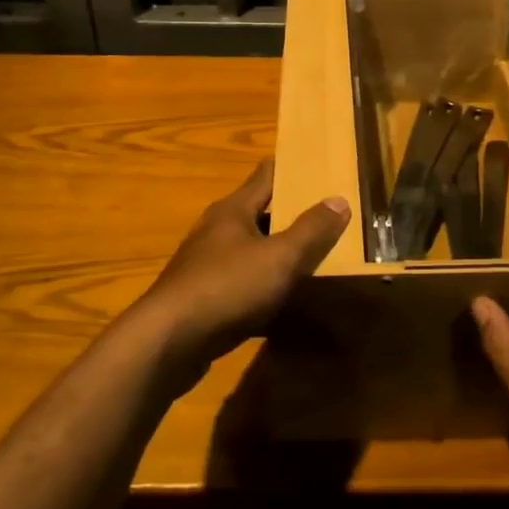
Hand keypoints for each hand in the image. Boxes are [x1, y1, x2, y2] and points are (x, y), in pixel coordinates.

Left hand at [133, 160, 349, 379]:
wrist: (168, 342)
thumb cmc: (227, 287)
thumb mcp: (279, 257)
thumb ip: (311, 230)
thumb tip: (339, 200)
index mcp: (234, 210)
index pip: (266, 175)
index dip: (293, 168)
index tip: (320, 165)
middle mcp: (218, 230)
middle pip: (260, 212)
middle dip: (292, 213)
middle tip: (330, 216)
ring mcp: (208, 265)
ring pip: (252, 250)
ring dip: (278, 252)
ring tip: (314, 257)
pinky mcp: (204, 298)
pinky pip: (243, 284)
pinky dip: (264, 287)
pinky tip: (285, 303)